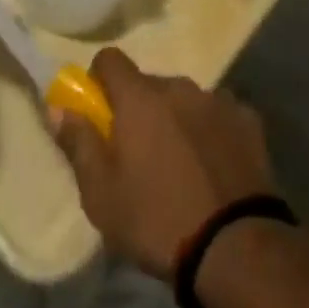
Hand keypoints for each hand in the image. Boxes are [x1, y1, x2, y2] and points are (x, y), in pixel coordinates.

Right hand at [51, 47, 277, 280]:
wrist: (237, 247)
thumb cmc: (158, 221)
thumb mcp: (102, 196)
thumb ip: (79, 144)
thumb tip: (60, 108)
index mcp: (140, 97)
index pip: (109, 60)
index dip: (98, 81)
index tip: (99, 114)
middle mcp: (179, 86)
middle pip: (148, 83)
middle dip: (138, 108)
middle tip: (138, 155)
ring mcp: (217, 100)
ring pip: (184, 99)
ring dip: (175, 119)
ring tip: (179, 167)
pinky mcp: (248, 119)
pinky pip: (217, 115)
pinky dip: (209, 131)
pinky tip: (213, 168)